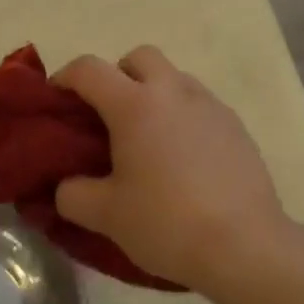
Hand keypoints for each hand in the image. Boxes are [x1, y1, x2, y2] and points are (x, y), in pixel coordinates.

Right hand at [53, 47, 288, 292]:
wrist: (245, 246)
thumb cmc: (167, 222)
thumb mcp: (106, 216)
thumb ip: (73, 194)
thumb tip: (65, 185)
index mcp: (134, 104)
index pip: (89, 69)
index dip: (65, 78)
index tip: (58, 101)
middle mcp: (172, 90)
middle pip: (138, 57)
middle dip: (118, 75)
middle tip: (109, 116)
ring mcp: (208, 104)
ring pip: (173, 78)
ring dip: (154, 94)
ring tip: (149, 140)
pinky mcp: (235, 124)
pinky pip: (199, 105)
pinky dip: (183, 117)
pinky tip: (184, 159)